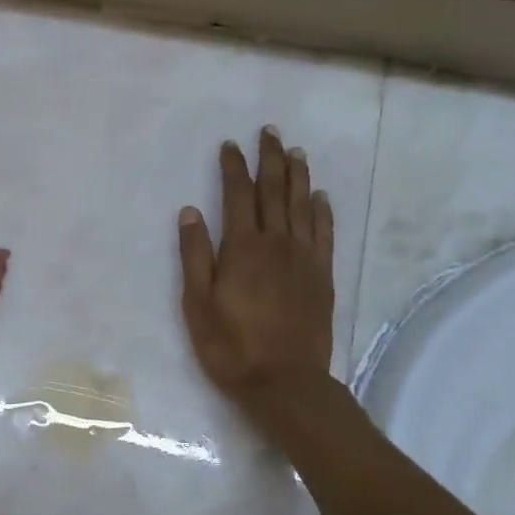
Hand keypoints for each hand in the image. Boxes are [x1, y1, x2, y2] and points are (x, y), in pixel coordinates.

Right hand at [178, 128, 335, 430]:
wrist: (285, 381)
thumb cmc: (230, 345)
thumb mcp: (197, 304)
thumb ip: (195, 256)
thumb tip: (190, 212)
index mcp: (242, 248)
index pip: (238, 196)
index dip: (233, 168)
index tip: (230, 145)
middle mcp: (277, 244)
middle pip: (274, 192)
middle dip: (270, 160)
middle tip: (270, 132)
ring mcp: (304, 259)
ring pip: (301, 206)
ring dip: (298, 176)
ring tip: (295, 152)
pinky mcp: (322, 276)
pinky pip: (324, 233)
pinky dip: (322, 210)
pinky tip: (320, 196)